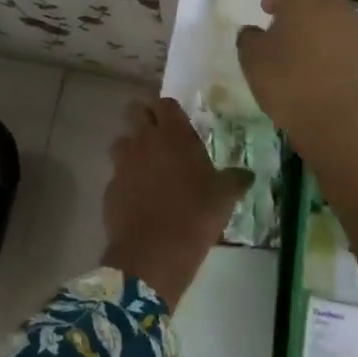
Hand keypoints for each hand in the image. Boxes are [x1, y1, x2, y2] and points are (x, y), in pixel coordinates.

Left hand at [101, 98, 250, 309]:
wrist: (153, 253)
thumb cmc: (194, 216)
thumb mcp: (224, 198)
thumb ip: (235, 180)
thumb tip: (247, 174)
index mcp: (173, 135)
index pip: (164, 103)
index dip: (169, 110)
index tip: (178, 123)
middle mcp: (144, 141)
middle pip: (135, 111)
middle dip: (145, 118)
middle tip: (160, 137)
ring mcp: (123, 163)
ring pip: (121, 141)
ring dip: (132, 148)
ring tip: (148, 167)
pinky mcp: (110, 187)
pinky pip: (117, 174)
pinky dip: (126, 179)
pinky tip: (139, 197)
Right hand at [236, 0, 357, 153]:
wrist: (341, 123)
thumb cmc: (290, 84)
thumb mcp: (252, 60)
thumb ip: (249, 37)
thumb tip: (255, 32)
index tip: (267, 13)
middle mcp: (335, 4)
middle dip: (298, 7)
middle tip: (282, 33)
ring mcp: (357, 27)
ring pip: (333, 16)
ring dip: (317, 27)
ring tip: (302, 56)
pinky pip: (346, 39)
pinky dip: (333, 48)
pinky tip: (322, 73)